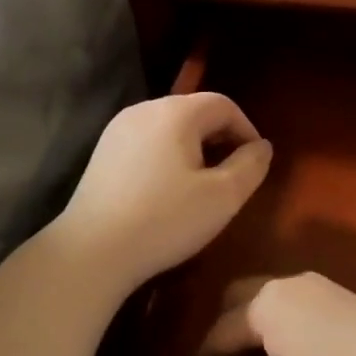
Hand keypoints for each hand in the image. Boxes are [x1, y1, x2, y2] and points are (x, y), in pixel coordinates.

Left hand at [58, 94, 272, 292]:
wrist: (94, 251)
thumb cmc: (166, 220)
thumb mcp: (223, 197)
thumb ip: (250, 166)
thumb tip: (262, 147)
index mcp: (175, 112)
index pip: (223, 104)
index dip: (246, 130)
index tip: (255, 164)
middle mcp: (143, 110)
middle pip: (194, 112)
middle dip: (219, 139)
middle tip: (231, 177)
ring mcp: (116, 131)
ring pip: (169, 128)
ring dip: (193, 150)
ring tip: (201, 186)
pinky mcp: (101, 154)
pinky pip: (146, 144)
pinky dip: (166, 158)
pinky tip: (166, 192)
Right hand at [174, 273, 355, 355]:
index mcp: (266, 299)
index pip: (214, 334)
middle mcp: (291, 283)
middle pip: (239, 306)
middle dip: (223, 341)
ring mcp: (324, 290)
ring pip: (270, 309)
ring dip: (254, 338)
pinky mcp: (349, 306)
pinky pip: (298, 314)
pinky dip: (283, 336)